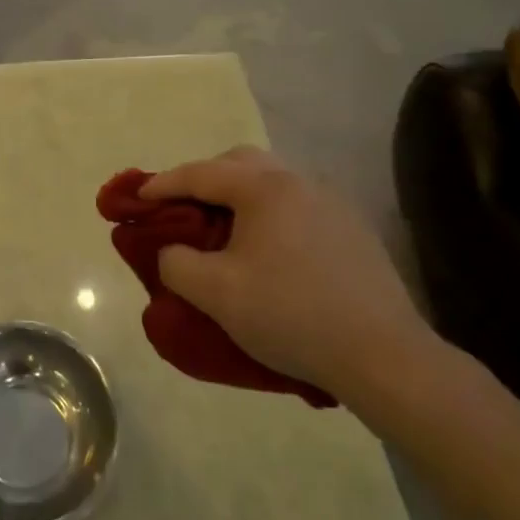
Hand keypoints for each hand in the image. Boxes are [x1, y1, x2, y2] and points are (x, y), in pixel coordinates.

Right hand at [143, 148, 435, 407]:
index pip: (199, 174)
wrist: (383, 356)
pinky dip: (269, 214)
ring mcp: (331, 203)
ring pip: (271, 182)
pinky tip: (269, 250)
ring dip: (239, 196)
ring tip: (223, 229)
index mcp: (263, 187)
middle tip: (181, 208)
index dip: (162, 184)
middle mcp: (298, 181)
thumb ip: (176, 263)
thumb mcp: (216, 294)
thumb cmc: (291, 315)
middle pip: (238, 163)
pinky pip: (296, 205)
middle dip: (203, 179)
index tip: (136, 197)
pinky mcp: (352, 229)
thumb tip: (171, 251)